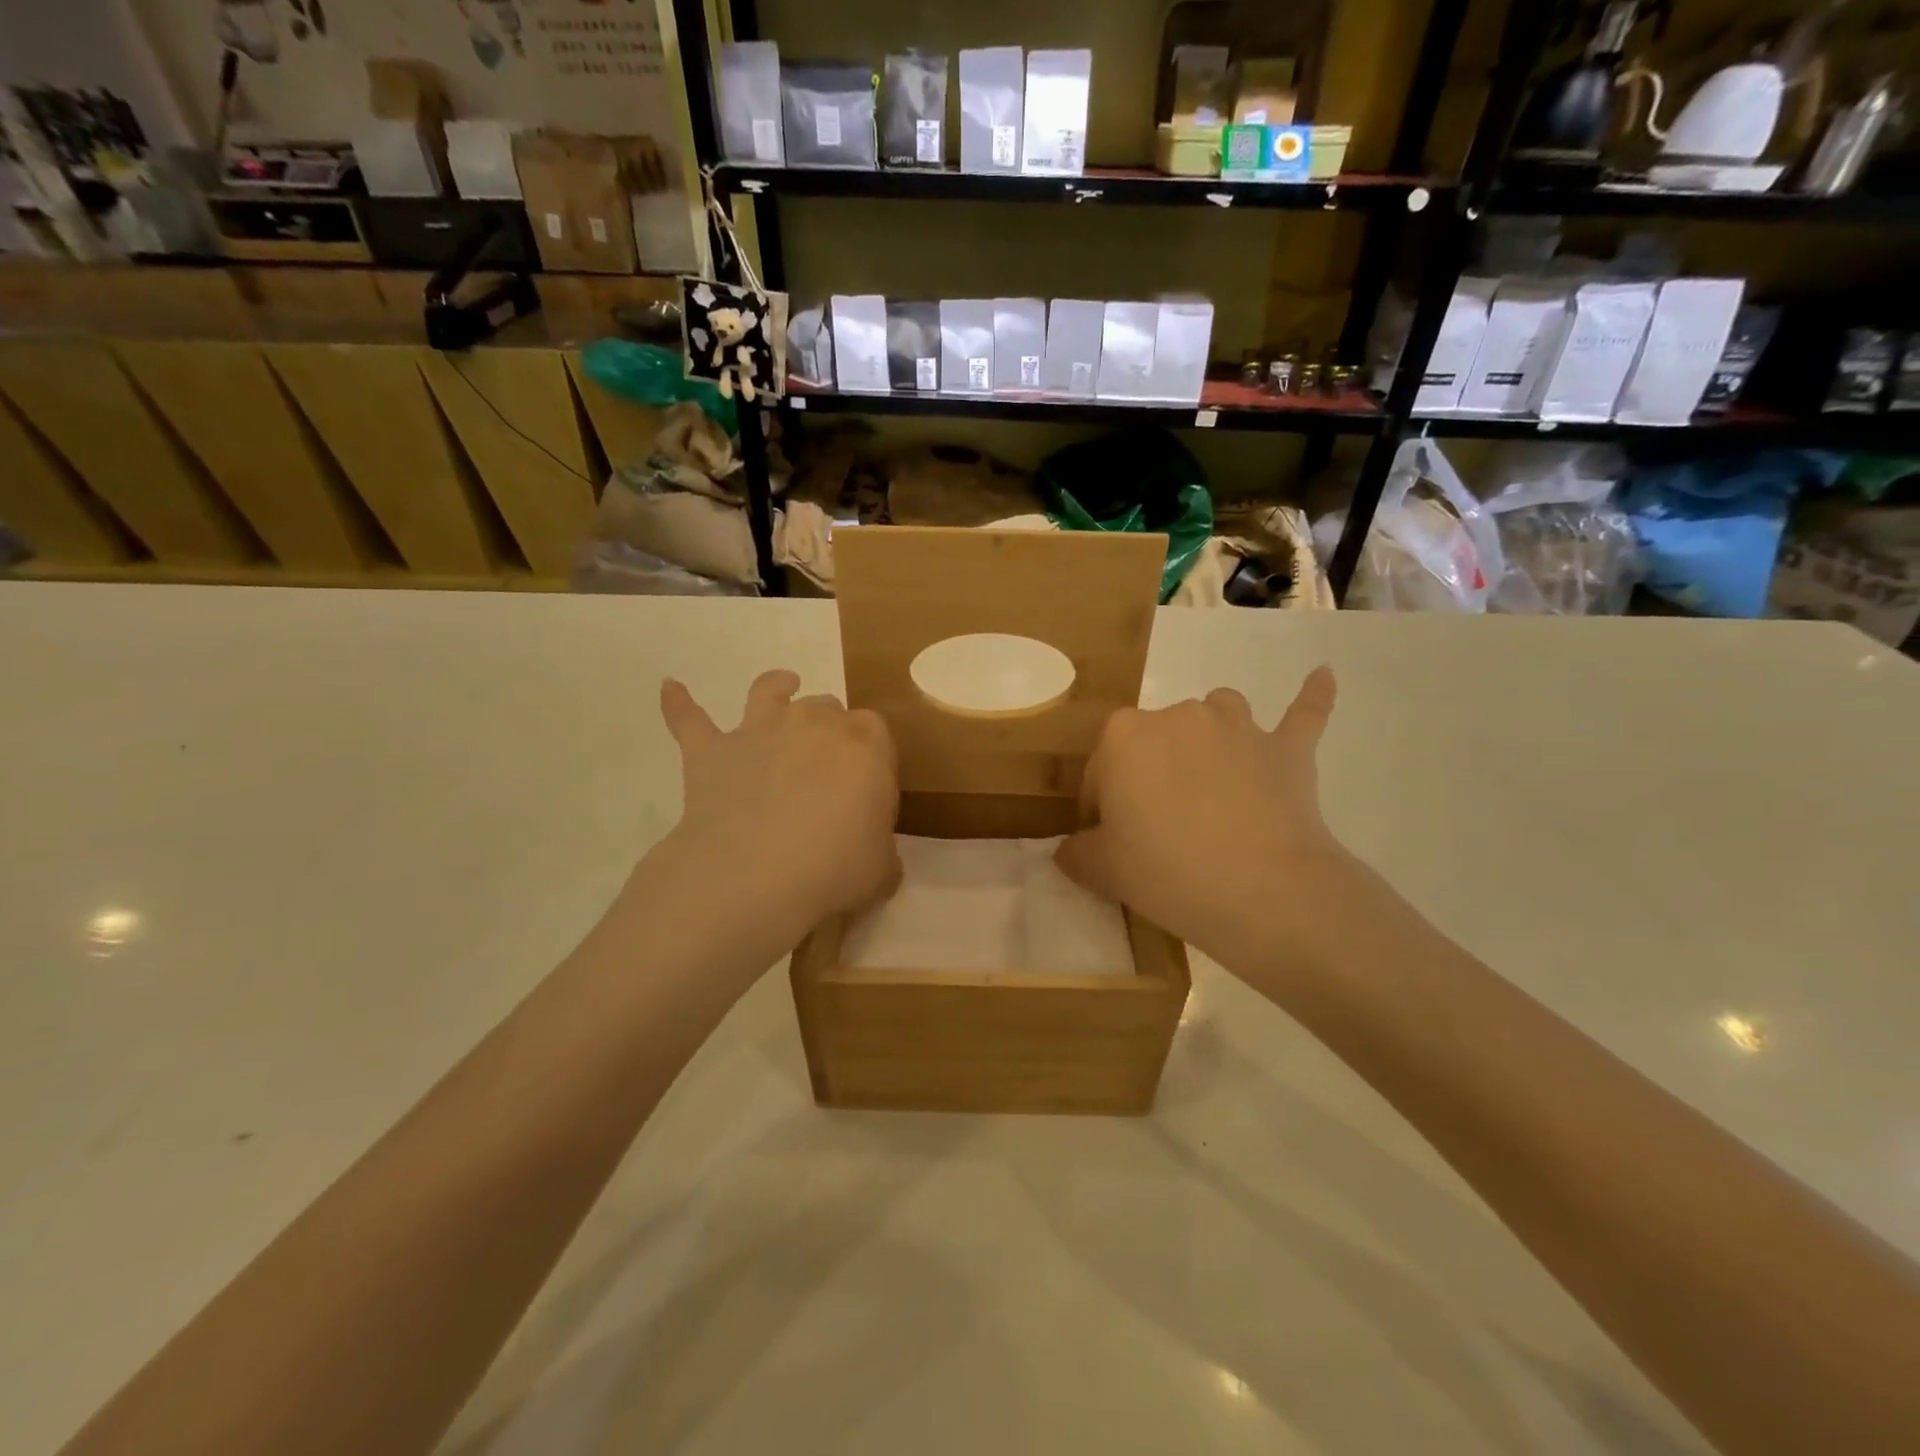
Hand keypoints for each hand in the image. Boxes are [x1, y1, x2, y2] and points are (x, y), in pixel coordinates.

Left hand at [653, 670, 900, 947]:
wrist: (754, 875)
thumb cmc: (834, 869)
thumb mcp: (881, 869)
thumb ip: (882, 852)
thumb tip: (876, 856)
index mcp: (866, 744)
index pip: (877, 734)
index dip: (874, 759)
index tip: (869, 789)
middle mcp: (814, 722)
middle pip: (829, 709)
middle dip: (831, 730)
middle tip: (827, 766)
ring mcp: (760, 731)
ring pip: (770, 692)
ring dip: (777, 687)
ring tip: (782, 685)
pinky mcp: (712, 751)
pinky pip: (690, 719)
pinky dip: (680, 704)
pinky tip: (670, 688)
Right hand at [1056, 668, 1353, 968]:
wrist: (1261, 890)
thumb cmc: (1166, 872)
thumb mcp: (1102, 870)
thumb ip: (1078, 853)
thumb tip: (1072, 849)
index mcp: (1123, 737)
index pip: (1099, 771)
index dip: (1100, 809)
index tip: (1109, 844)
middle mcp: (1177, 716)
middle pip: (1153, 742)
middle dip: (1150, 776)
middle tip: (1158, 830)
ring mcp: (1237, 727)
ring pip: (1215, 713)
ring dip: (1209, 736)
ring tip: (1212, 776)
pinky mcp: (1286, 749)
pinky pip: (1303, 713)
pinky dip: (1312, 697)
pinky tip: (1323, 675)